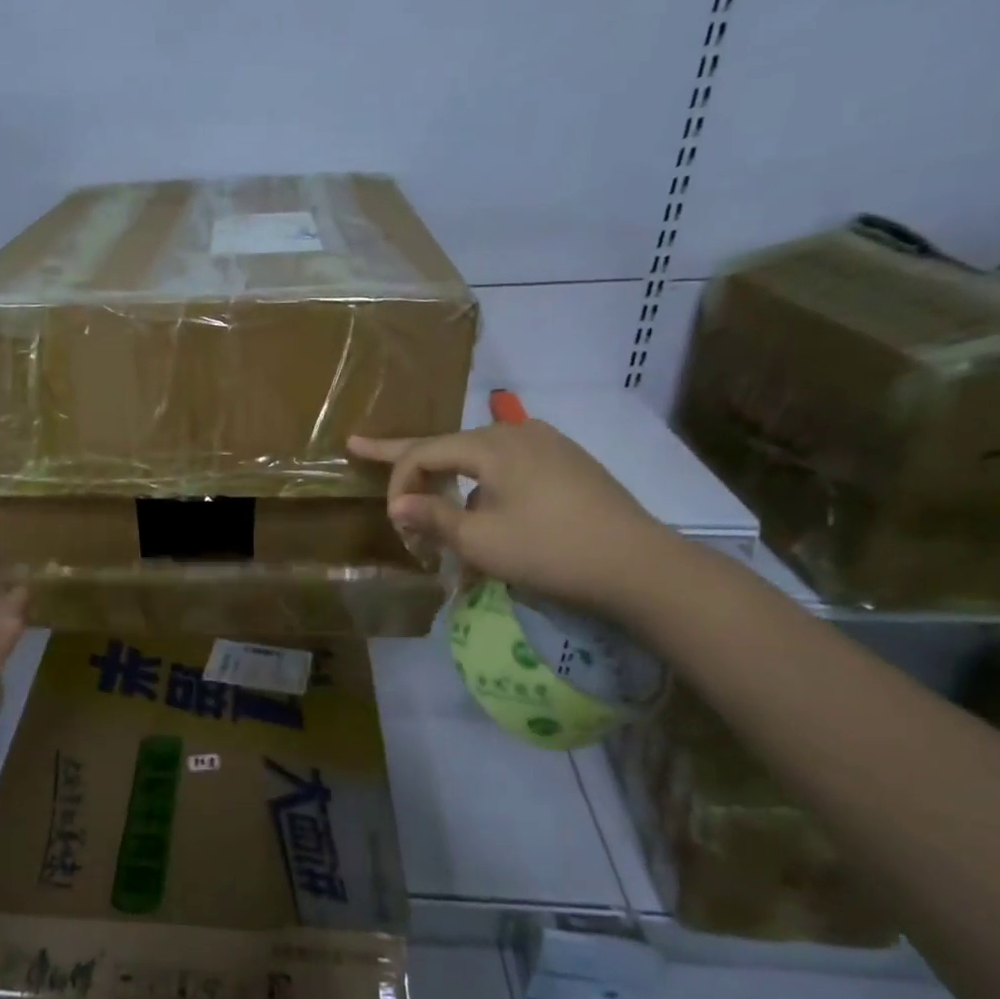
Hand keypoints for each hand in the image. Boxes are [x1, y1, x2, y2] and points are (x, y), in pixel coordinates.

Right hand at [348, 422, 676, 614]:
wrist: (640, 565)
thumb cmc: (550, 550)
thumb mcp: (481, 540)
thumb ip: (432, 518)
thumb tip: (395, 505)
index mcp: (491, 445)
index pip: (423, 453)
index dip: (398, 482)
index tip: (393, 520)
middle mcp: (516, 433)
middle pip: (446, 444)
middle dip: (404, 453)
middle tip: (360, 445)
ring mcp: (547, 445)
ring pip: (477, 455)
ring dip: (447, 475)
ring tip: (426, 493)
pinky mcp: (568, 463)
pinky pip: (508, 466)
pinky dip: (482, 481)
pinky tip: (484, 503)